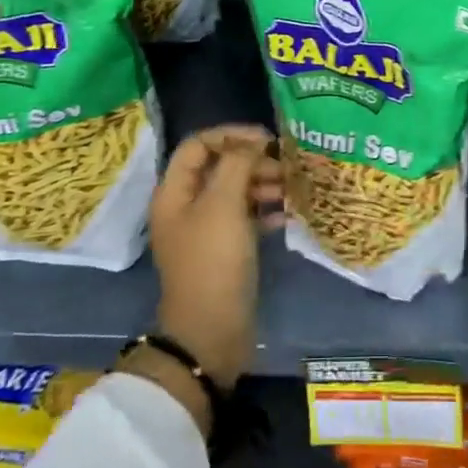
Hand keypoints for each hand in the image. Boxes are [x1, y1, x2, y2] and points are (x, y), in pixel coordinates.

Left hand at [146, 125, 282, 395]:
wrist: (211, 331)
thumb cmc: (214, 261)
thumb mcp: (223, 205)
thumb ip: (237, 164)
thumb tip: (252, 142)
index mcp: (175, 192)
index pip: (199, 144)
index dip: (231, 135)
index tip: (267, 140)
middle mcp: (187, 206)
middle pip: (219, 167)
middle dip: (253, 161)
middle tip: (285, 167)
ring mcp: (206, 230)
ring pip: (236, 192)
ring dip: (263, 185)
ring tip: (292, 190)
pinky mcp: (225, 251)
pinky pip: (246, 218)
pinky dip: (266, 211)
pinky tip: (288, 216)